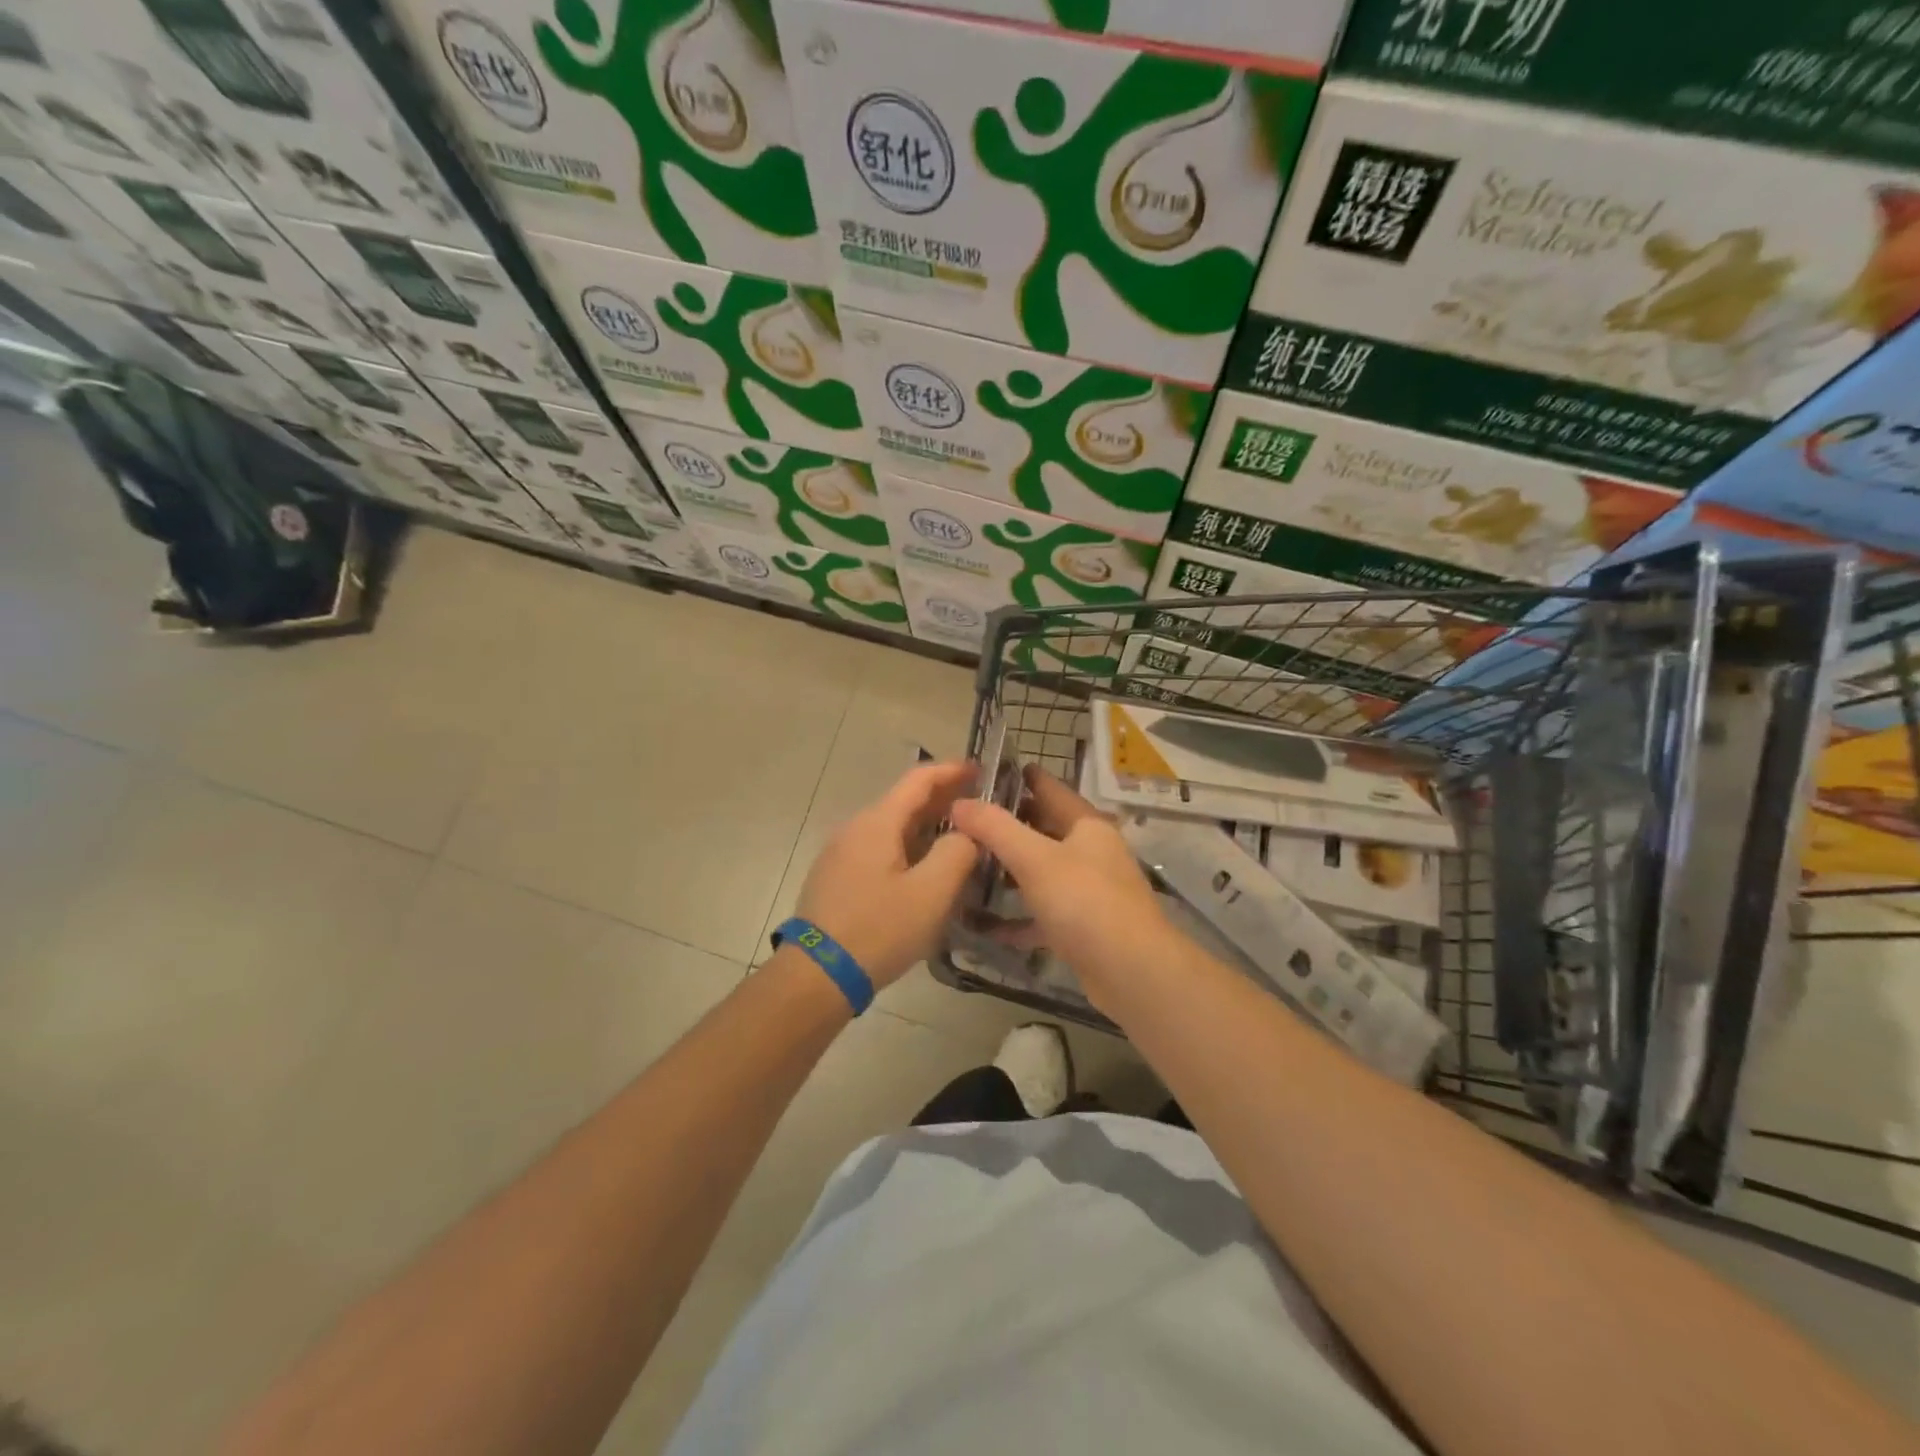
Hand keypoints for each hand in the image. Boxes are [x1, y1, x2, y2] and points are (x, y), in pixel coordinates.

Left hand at [792, 760, 980, 988]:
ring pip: (892, 828)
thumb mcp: (931, 893)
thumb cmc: (878, 930)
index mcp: (877, 822)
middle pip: (904, 802)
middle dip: (942, 799)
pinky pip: (879, 850)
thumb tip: (966, 833)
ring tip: (959, 838)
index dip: (951, 770)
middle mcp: (855, 828)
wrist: (816, 976)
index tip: (981, 769)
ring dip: (926, 826)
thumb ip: (958, 853)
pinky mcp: (837, 878)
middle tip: (979, 807)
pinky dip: (908, 848)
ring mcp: (841, 854)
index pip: (918, 780)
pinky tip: (924, 869)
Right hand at [948, 766, 1173, 1006]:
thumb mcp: (1035, 858)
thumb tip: (959, 802)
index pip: (1049, 788)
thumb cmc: (1085, 901)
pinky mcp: (1081, 927)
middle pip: (1042, 829)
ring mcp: (1088, 891)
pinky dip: (1014, 918)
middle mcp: (1090, 852)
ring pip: (1040, 872)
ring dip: (1007, 871)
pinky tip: (982, 924)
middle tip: (962, 822)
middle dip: (1005, 826)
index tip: (982, 773)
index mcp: (1086, 825)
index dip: (1019, 777)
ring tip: (965, 866)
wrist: (1132, 972)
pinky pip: (1040, 914)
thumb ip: (995, 828)